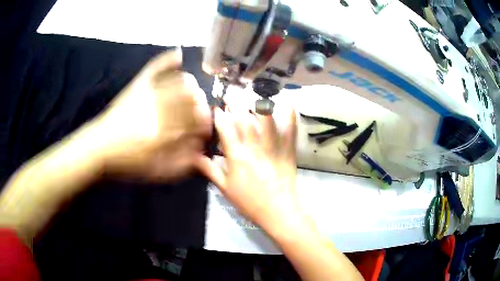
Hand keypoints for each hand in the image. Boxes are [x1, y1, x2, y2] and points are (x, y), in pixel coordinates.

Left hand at [91, 49, 211, 181]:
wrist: (99, 148)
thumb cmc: (127, 163)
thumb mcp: (155, 172)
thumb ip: (179, 165)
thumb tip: (200, 153)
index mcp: (163, 134)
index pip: (194, 122)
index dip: (205, 121)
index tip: (207, 124)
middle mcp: (158, 110)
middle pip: (190, 99)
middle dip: (200, 103)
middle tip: (202, 107)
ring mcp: (147, 94)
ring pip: (178, 83)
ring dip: (190, 84)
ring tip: (193, 88)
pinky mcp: (136, 86)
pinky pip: (155, 68)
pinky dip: (167, 59)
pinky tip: (178, 54)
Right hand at [197, 99, 301, 232]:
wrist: (279, 212)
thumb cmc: (249, 203)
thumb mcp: (225, 189)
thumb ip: (210, 170)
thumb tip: (193, 157)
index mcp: (237, 157)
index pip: (225, 129)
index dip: (219, 116)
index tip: (216, 108)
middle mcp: (254, 148)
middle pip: (243, 119)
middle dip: (236, 104)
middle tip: (231, 93)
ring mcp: (273, 148)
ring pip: (265, 120)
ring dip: (258, 105)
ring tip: (253, 94)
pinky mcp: (288, 151)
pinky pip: (290, 130)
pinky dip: (289, 116)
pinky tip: (287, 103)